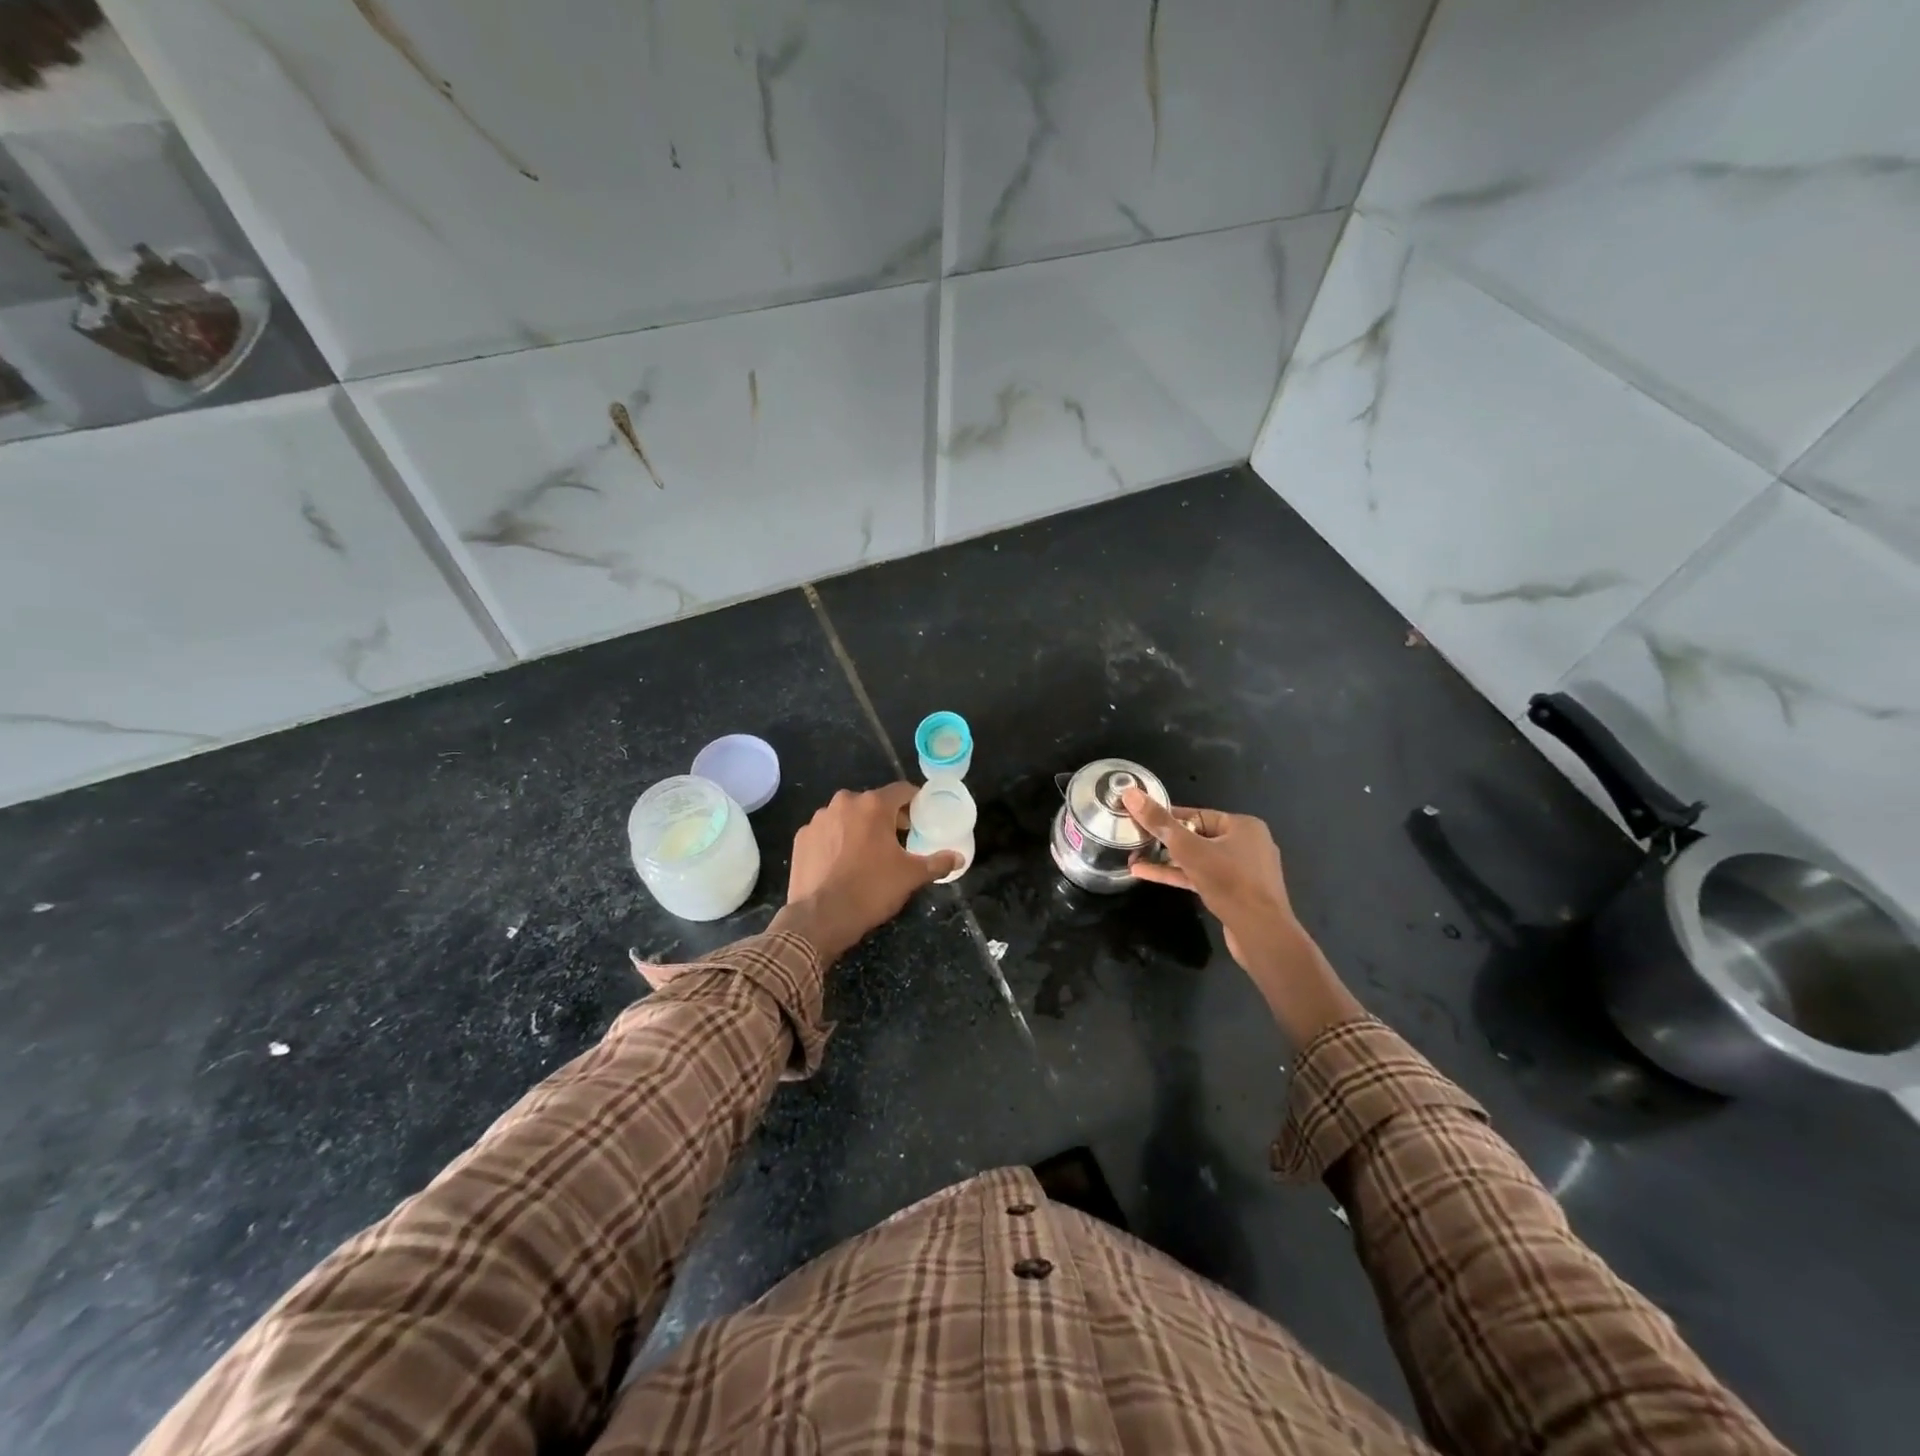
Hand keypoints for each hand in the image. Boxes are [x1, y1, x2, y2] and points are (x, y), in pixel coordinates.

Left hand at [769, 784, 959, 963]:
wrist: (820, 918)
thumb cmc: (871, 890)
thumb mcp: (910, 877)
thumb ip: (937, 863)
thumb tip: (958, 858)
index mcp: (873, 805)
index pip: (902, 790)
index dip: (915, 802)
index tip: (922, 817)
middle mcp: (844, 803)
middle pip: (873, 803)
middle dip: (887, 817)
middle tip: (898, 840)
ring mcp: (818, 819)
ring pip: (847, 816)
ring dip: (860, 827)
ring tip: (868, 853)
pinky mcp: (802, 837)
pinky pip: (827, 831)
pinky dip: (837, 840)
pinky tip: (842, 862)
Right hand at [1120, 789, 1295, 960]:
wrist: (1261, 934)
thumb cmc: (1229, 882)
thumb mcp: (1188, 849)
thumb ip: (1159, 822)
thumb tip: (1131, 793)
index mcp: (1243, 826)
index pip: (1196, 814)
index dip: (1166, 818)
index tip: (1139, 820)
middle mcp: (1247, 844)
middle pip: (1197, 836)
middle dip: (1164, 841)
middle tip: (1135, 842)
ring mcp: (1242, 871)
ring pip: (1198, 859)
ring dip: (1167, 860)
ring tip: (1134, 860)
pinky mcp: (1235, 893)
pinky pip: (1202, 877)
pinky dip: (1178, 875)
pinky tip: (1147, 875)